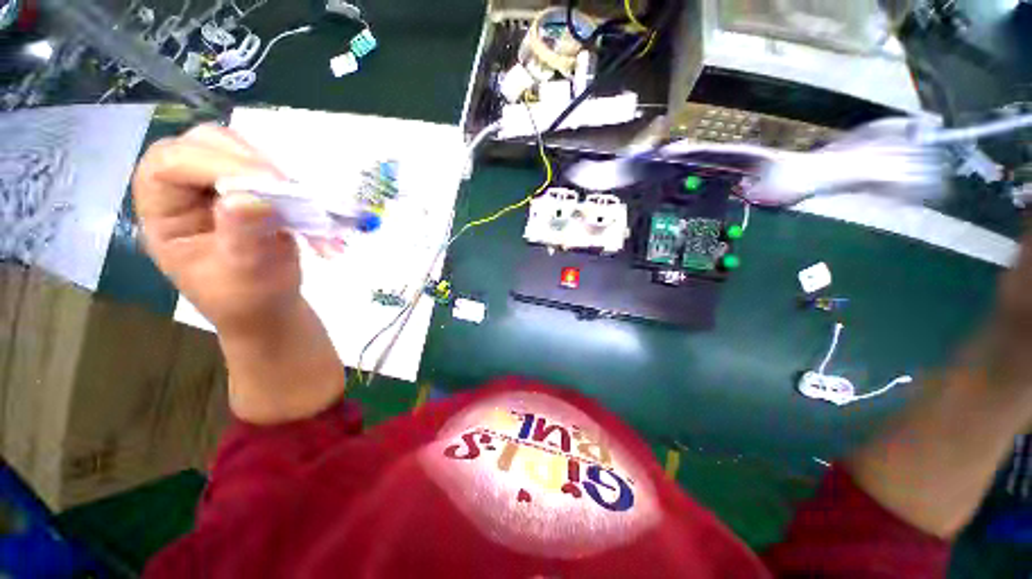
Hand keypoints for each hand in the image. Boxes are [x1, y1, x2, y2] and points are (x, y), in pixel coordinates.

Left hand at [133, 124, 300, 336]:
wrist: (268, 306)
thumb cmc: (248, 298)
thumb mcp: (244, 274)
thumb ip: (243, 236)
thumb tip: (250, 199)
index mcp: (162, 212)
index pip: (171, 165)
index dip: (217, 165)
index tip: (272, 185)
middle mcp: (182, 189)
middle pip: (203, 142)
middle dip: (248, 159)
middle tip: (286, 186)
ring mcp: (215, 185)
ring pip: (238, 148)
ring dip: (274, 169)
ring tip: (300, 198)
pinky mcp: (246, 188)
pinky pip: (266, 167)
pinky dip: (291, 182)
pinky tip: (307, 203)